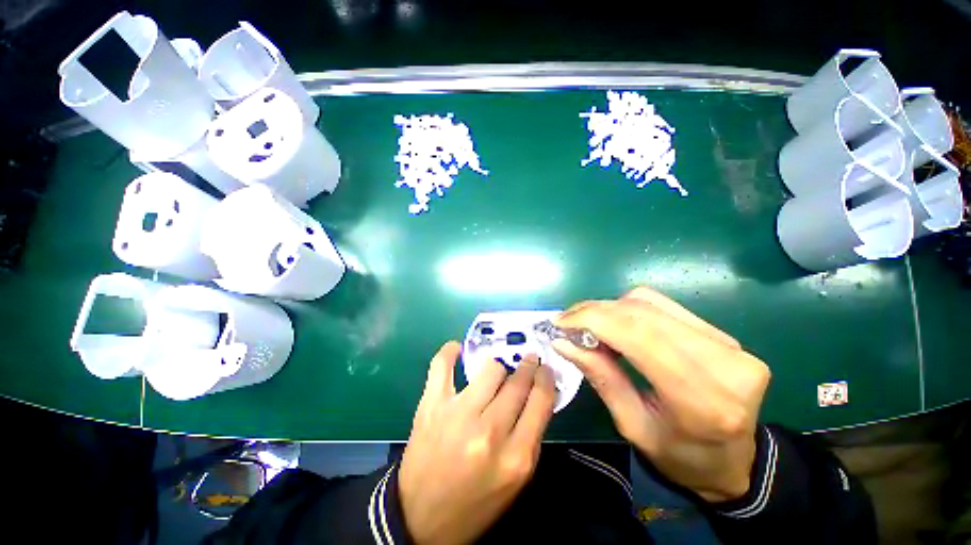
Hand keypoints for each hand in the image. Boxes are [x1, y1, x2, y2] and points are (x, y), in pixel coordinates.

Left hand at [399, 341, 556, 543]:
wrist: (421, 520)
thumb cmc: (476, 502)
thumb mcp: (515, 478)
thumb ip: (530, 435)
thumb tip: (537, 393)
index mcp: (516, 457)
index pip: (540, 401)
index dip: (545, 378)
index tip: (544, 368)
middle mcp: (489, 432)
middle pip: (517, 382)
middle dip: (526, 366)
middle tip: (527, 360)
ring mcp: (457, 414)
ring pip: (490, 368)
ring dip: (498, 365)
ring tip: (498, 368)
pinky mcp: (431, 406)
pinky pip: (441, 366)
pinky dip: (449, 353)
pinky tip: (456, 348)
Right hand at [552, 287, 770, 502]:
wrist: (737, 461)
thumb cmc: (681, 457)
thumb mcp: (633, 426)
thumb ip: (601, 377)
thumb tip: (563, 342)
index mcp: (702, 400)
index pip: (638, 336)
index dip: (593, 320)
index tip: (560, 322)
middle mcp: (723, 363)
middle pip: (642, 314)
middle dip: (595, 311)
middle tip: (567, 321)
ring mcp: (728, 343)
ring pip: (650, 303)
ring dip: (610, 308)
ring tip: (588, 323)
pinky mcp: (723, 334)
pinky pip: (663, 306)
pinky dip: (629, 309)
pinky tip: (615, 322)